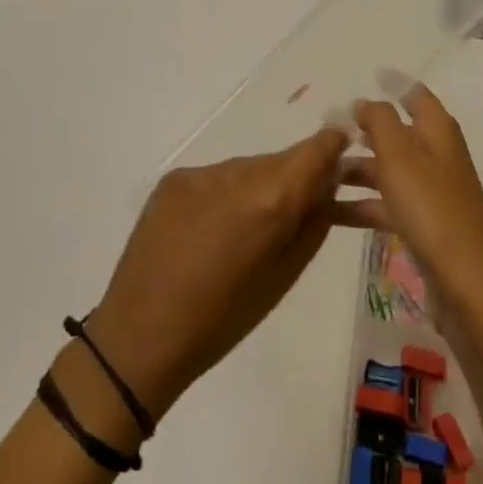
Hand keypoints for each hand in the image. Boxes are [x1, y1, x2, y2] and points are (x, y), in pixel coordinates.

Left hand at [82, 127, 350, 422]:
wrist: (139, 336)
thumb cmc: (222, 320)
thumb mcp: (283, 277)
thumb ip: (312, 224)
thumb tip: (328, 187)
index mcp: (269, 201)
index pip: (315, 150)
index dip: (333, 147)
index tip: (343, 152)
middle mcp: (236, 173)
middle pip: (280, 161)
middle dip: (293, 179)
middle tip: (296, 211)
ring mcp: (201, 173)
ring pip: (248, 169)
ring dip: (258, 188)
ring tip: (248, 229)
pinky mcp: (174, 179)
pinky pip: (216, 178)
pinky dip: (226, 195)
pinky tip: (213, 229)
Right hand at [333, 86, 482, 325]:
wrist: (466, 282)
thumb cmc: (431, 206)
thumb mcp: (399, 154)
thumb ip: (379, 121)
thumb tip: (364, 101)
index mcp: (437, 130)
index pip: (414, 94)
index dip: (393, 84)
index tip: (367, 76)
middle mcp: (436, 155)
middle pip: (396, 132)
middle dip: (362, 129)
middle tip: (325, 129)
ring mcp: (430, 192)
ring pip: (387, 170)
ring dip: (355, 169)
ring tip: (316, 174)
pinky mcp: (422, 225)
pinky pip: (385, 204)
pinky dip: (360, 204)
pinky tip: (328, 212)